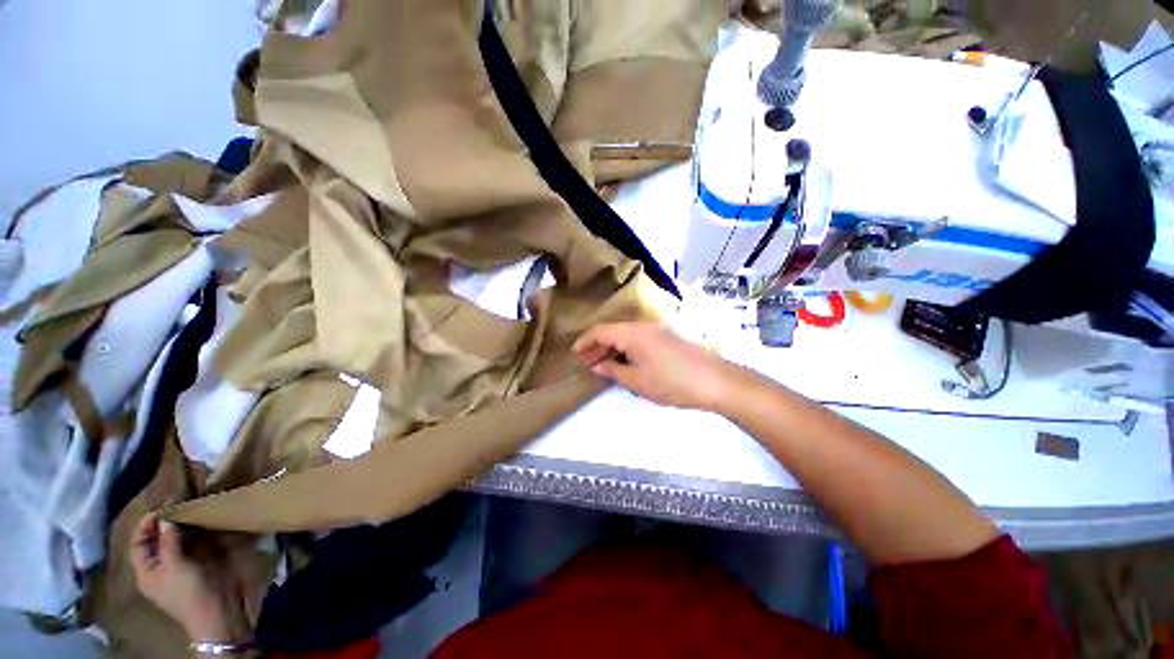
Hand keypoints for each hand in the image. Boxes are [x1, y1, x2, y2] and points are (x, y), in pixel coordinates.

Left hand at [130, 512, 248, 640]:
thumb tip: (165, 519)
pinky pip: (189, 547)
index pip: (138, 544)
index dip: (145, 526)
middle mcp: (158, 569)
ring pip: (173, 544)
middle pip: (155, 543)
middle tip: (177, 506)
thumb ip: (168, 541)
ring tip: (190, 512)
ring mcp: (178, 570)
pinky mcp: (196, 568)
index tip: (161, 508)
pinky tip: (201, 527)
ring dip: (179, 529)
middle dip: (163, 525)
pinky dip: (192, 536)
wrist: (216, 613)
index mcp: (145, 572)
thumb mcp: (175, 565)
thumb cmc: (188, 591)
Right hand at [572, 322, 742, 409]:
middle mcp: (643, 326)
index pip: (601, 330)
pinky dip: (626, 350)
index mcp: (633, 333)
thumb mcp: (637, 381)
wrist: (715, 381)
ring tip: (603, 366)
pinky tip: (624, 364)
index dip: (585, 341)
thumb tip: (597, 365)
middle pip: (613, 331)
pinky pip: (638, 339)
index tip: (574, 354)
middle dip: (597, 346)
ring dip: (612, 348)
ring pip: (626, 335)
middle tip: (587, 364)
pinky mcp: (667, 338)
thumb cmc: (672, 382)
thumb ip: (613, 371)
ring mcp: (657, 331)